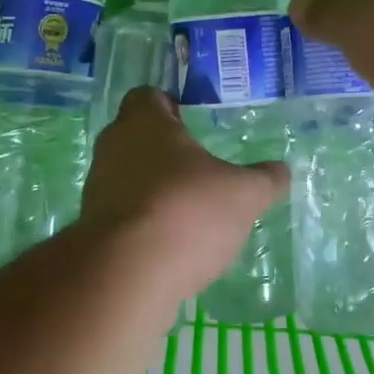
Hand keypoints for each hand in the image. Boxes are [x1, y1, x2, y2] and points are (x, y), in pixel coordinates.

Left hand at [82, 87, 288, 291]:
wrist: (126, 276)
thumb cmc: (186, 211)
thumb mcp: (243, 194)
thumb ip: (265, 179)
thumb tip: (281, 170)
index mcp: (143, 122)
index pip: (148, 97)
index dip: (171, 106)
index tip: (194, 124)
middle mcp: (112, 148)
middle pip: (137, 138)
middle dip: (166, 151)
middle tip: (201, 167)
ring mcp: (96, 190)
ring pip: (129, 177)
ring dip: (155, 189)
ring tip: (191, 210)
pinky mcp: (92, 229)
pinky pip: (123, 215)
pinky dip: (145, 224)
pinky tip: (173, 243)